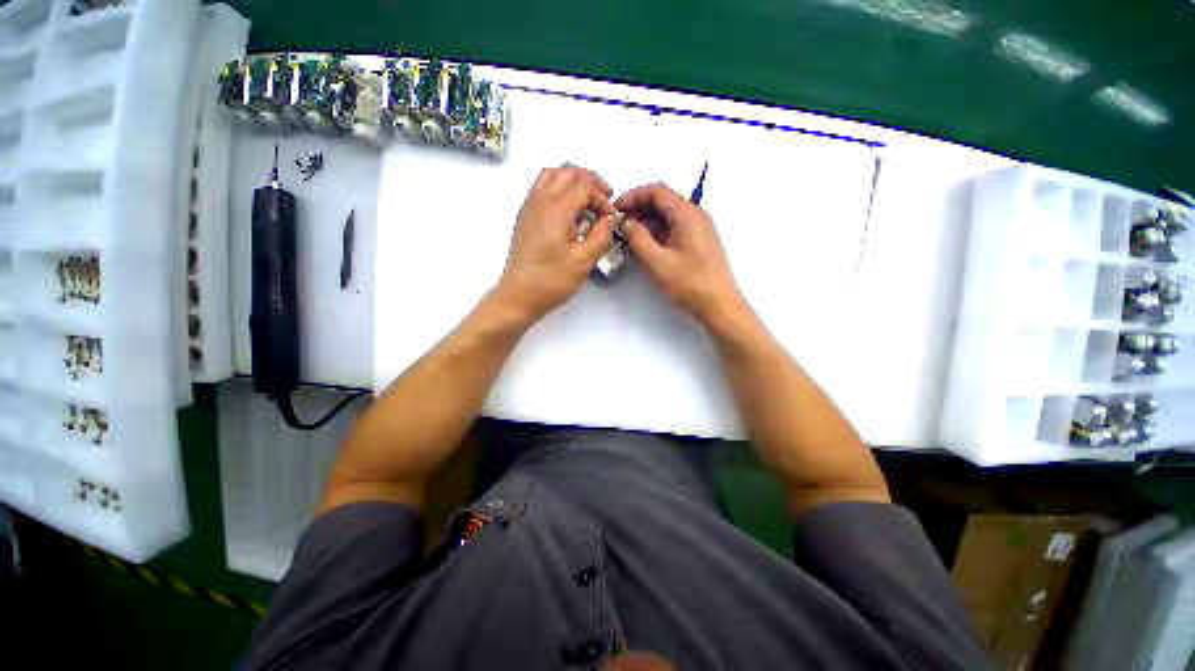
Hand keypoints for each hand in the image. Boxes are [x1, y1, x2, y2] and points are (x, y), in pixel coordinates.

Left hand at [495, 165, 616, 322]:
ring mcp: (529, 207)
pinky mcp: (525, 217)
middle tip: (604, 200)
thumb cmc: (551, 280)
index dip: (602, 199)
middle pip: (568, 172)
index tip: (610, 219)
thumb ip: (601, 235)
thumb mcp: (584, 260)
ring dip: (573, 182)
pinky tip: (568, 215)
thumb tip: (609, 220)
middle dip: (590, 182)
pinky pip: (542, 189)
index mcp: (556, 208)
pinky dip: (559, 190)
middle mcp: (540, 200)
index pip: (585, 186)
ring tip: (586, 203)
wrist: (519, 295)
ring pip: (552, 176)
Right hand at [615, 183, 744, 325]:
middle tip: (620, 225)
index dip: (633, 196)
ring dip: (647, 223)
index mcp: (687, 214)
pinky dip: (658, 233)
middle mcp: (696, 216)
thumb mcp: (656, 262)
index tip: (616, 210)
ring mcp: (699, 229)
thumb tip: (626, 223)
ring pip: (669, 216)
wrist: (719, 305)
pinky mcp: (699, 243)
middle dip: (639, 210)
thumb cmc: (688, 283)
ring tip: (629, 237)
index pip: (657, 191)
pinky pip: (675, 229)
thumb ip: (637, 238)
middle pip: (663, 202)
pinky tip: (646, 246)